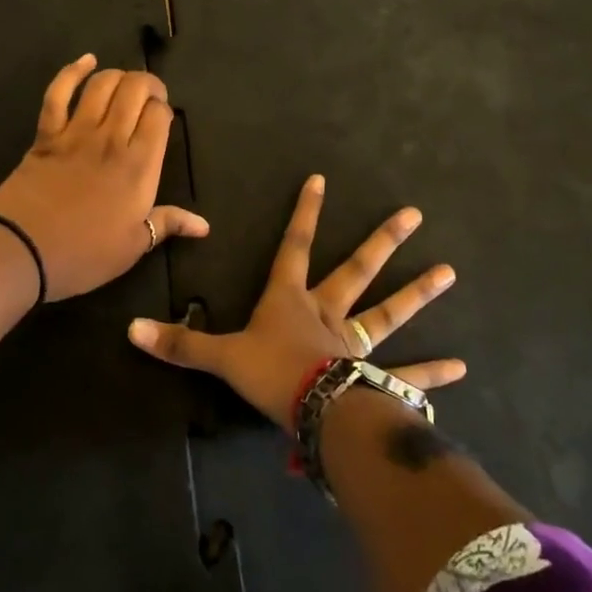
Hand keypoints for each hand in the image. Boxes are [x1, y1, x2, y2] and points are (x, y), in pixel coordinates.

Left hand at [0, 55, 209, 300]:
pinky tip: (86, 61)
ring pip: (102, 85)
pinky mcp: (46, 134)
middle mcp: (112, 140)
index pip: (160, 116)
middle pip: (135, 90)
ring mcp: (76, 133)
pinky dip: (72, 72)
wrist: (22, 251)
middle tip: (148, 97)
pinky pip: (58, 93)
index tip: (161, 121)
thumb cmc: (84, 254)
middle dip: (147, 84)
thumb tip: (204, 226)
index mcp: (140, 167)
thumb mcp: (133, 246)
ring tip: (124, 84)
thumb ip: (168, 224)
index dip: (164, 110)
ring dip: (117, 76)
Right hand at [127, 174, 462, 424]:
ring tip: (449, 272)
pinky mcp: (374, 379)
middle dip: (382, 242)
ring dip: (417, 294)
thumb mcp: (221, 357)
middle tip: (413, 215)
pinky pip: (406, 374)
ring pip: (388, 313)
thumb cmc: (270, 374)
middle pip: (356, 270)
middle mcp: (328, 314)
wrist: (315, 412)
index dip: (304, 213)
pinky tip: (460, 367)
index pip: (295, 246)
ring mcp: (356, 345)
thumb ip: (180, 342)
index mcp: (291, 300)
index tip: (321, 179)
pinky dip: (431, 373)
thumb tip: (131, 329)